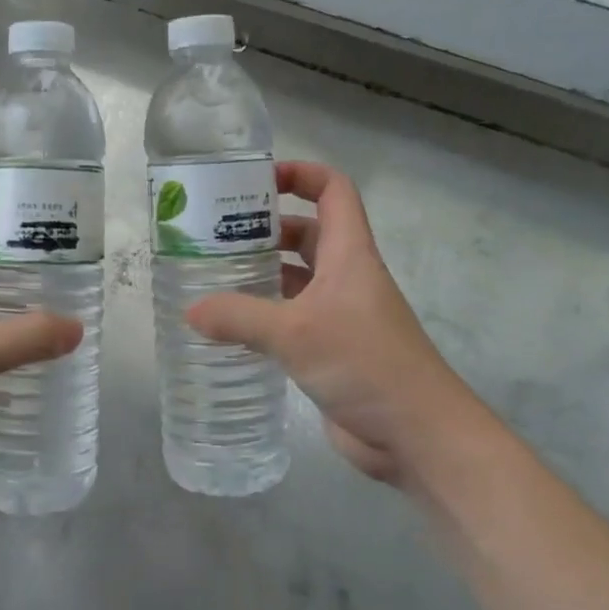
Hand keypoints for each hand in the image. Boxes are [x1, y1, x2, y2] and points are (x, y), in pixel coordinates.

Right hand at [186, 162, 479, 487]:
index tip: (255, 181)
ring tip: (211, 277)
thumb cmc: (365, 364)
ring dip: (261, 274)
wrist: (417, 435)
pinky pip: (291, 320)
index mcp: (349, 254)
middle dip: (264, 229)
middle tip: (213, 236)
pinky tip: (229, 328)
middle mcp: (346, 277)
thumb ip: (239, 318)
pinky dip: (263, 317)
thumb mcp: (295, 333)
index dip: (300, 174)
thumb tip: (191, 310)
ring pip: (296, 279)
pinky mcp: (331, 350)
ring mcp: (340, 315)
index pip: (333, 190)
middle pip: (306, 233)